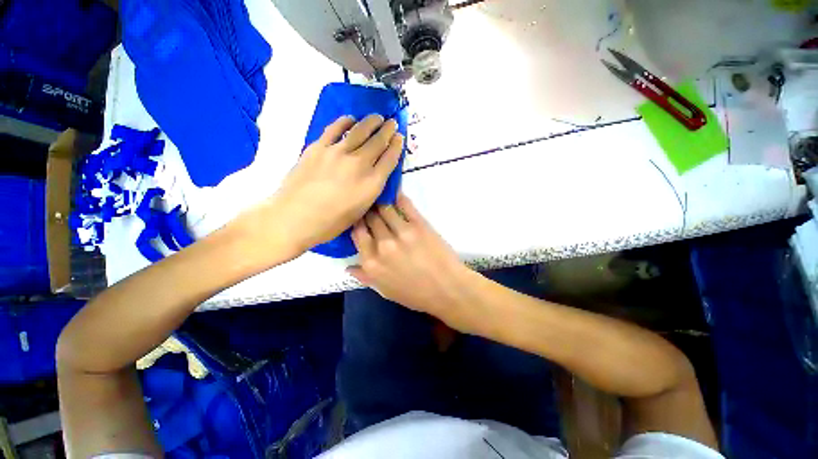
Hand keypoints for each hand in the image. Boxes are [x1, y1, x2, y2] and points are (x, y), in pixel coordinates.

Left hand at [236, 114, 403, 260]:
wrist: (295, 217)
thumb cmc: (331, 222)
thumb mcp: (361, 210)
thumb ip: (371, 189)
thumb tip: (375, 173)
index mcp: (372, 183)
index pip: (390, 159)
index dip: (397, 146)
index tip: (400, 137)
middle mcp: (359, 164)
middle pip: (378, 142)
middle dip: (388, 130)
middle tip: (392, 123)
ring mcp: (338, 152)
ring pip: (360, 130)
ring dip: (371, 122)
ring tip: (377, 117)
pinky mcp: (318, 147)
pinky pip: (335, 128)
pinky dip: (345, 121)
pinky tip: (351, 119)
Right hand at [349, 194, 478, 330]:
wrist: (447, 289)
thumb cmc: (416, 294)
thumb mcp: (385, 291)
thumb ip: (365, 277)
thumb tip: (348, 266)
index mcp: (371, 263)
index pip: (357, 234)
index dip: (357, 223)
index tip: (360, 217)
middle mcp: (382, 245)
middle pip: (370, 219)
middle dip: (368, 210)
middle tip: (370, 204)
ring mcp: (401, 233)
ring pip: (384, 209)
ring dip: (381, 202)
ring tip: (380, 196)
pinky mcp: (419, 225)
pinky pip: (405, 205)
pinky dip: (398, 196)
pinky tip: (395, 191)